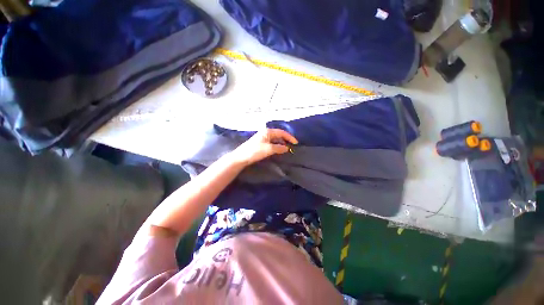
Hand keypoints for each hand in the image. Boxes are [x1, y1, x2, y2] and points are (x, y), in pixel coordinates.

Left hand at [230, 128, 297, 165]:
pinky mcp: (261, 143)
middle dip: (286, 140)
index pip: (282, 132)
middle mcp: (266, 133)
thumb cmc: (255, 151)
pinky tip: (278, 150)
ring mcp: (263, 138)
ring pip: (275, 139)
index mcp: (268, 132)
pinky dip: (276, 146)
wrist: (241, 157)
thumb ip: (279, 148)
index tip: (296, 143)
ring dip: (281, 143)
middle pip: (279, 135)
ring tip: (286, 149)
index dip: (289, 137)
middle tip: (292, 146)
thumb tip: (287, 148)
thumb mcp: (269, 149)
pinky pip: (272, 143)